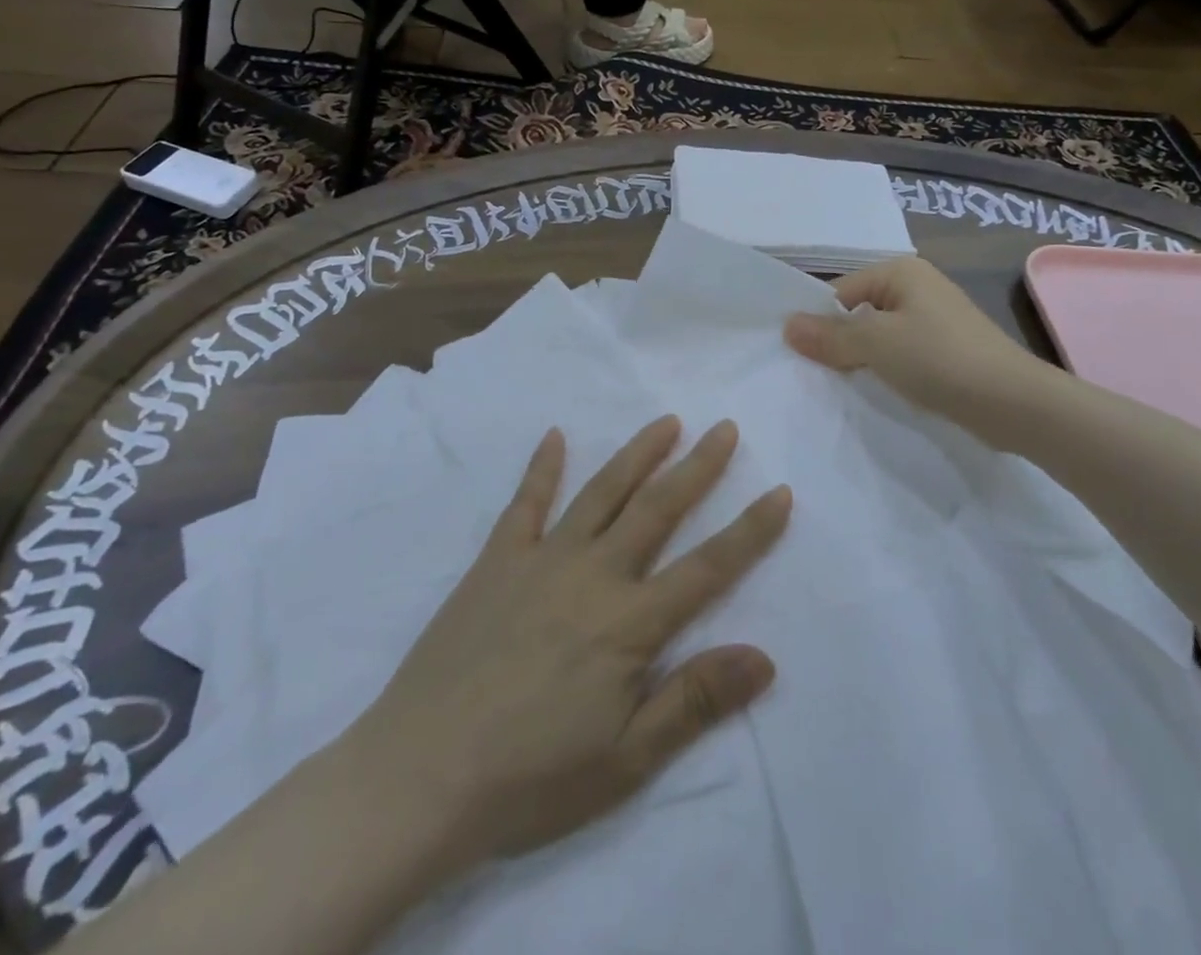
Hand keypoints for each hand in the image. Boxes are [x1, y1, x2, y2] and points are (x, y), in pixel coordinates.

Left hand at [358, 418, 789, 870]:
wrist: (420, 775)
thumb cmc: (531, 777)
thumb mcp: (626, 760)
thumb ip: (694, 700)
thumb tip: (765, 657)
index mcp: (630, 622)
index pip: (708, 567)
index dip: (750, 530)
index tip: (780, 490)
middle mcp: (593, 573)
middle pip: (657, 509)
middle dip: (698, 467)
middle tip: (725, 428)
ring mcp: (541, 559)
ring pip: (601, 492)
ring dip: (637, 454)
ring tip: (667, 421)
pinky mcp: (496, 560)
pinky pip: (525, 503)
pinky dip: (542, 467)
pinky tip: (555, 436)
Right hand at [784, 257, 1054, 441]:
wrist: (1013, 402)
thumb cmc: (939, 359)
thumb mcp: (876, 344)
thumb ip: (830, 336)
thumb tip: (787, 325)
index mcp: (901, 272)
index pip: (840, 291)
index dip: (819, 322)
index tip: (801, 356)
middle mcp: (918, 287)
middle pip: (859, 312)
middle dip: (839, 342)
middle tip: (815, 374)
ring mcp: (935, 319)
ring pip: (880, 336)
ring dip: (863, 360)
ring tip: (843, 387)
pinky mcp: (947, 350)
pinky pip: (902, 354)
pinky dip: (888, 371)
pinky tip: (878, 392)